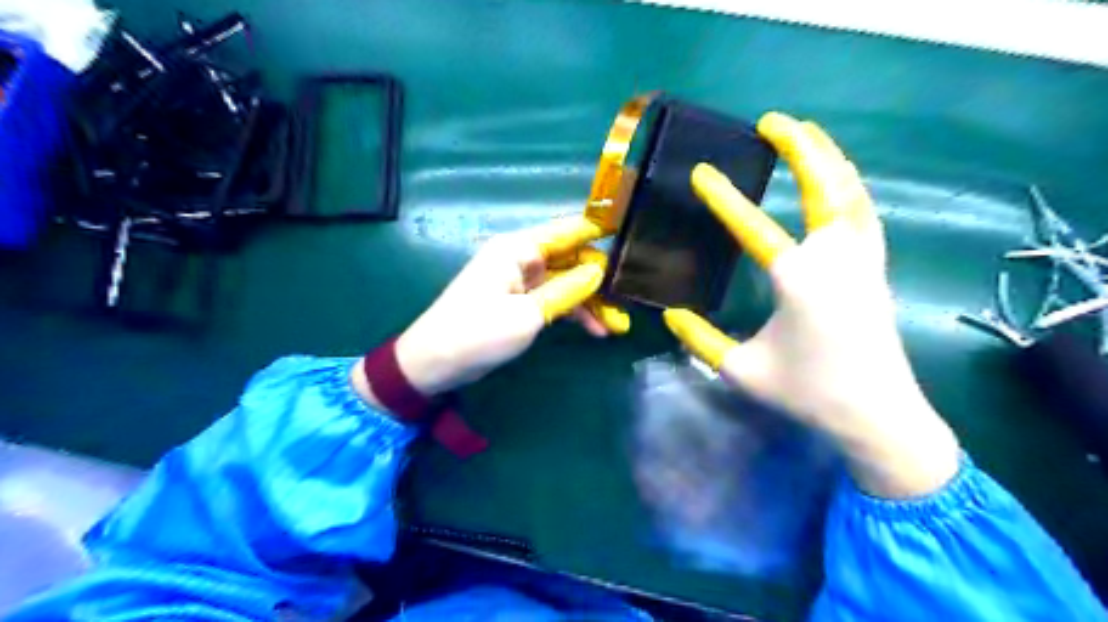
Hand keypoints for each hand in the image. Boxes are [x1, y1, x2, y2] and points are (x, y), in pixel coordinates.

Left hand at [386, 221, 613, 396]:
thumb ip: (567, 291)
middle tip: (627, 302)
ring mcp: (521, 281)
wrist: (435, 364)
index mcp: (518, 249)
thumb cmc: (478, 332)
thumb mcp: (527, 314)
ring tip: (617, 326)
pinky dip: (573, 313)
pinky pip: (554, 300)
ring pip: (566, 282)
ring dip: (590, 302)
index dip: (599, 231)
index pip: (567, 230)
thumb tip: (600, 271)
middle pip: (571, 259)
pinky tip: (595, 330)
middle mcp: (521, 258)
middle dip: (599, 280)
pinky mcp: (520, 302)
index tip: (631, 235)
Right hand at [666, 111, 961, 499]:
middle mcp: (835, 259)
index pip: (755, 227)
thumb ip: (700, 339)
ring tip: (807, 135)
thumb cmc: (807, 393)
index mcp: (797, 281)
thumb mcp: (740, 369)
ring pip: (852, 191)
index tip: (702, 172)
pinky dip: (850, 185)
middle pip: (824, 186)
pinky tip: (838, 179)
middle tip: (773, 121)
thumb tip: (671, 313)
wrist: (878, 415)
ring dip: (829, 157)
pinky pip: (865, 212)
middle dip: (800, 146)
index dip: (724, 199)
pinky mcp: (876, 268)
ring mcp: (863, 260)